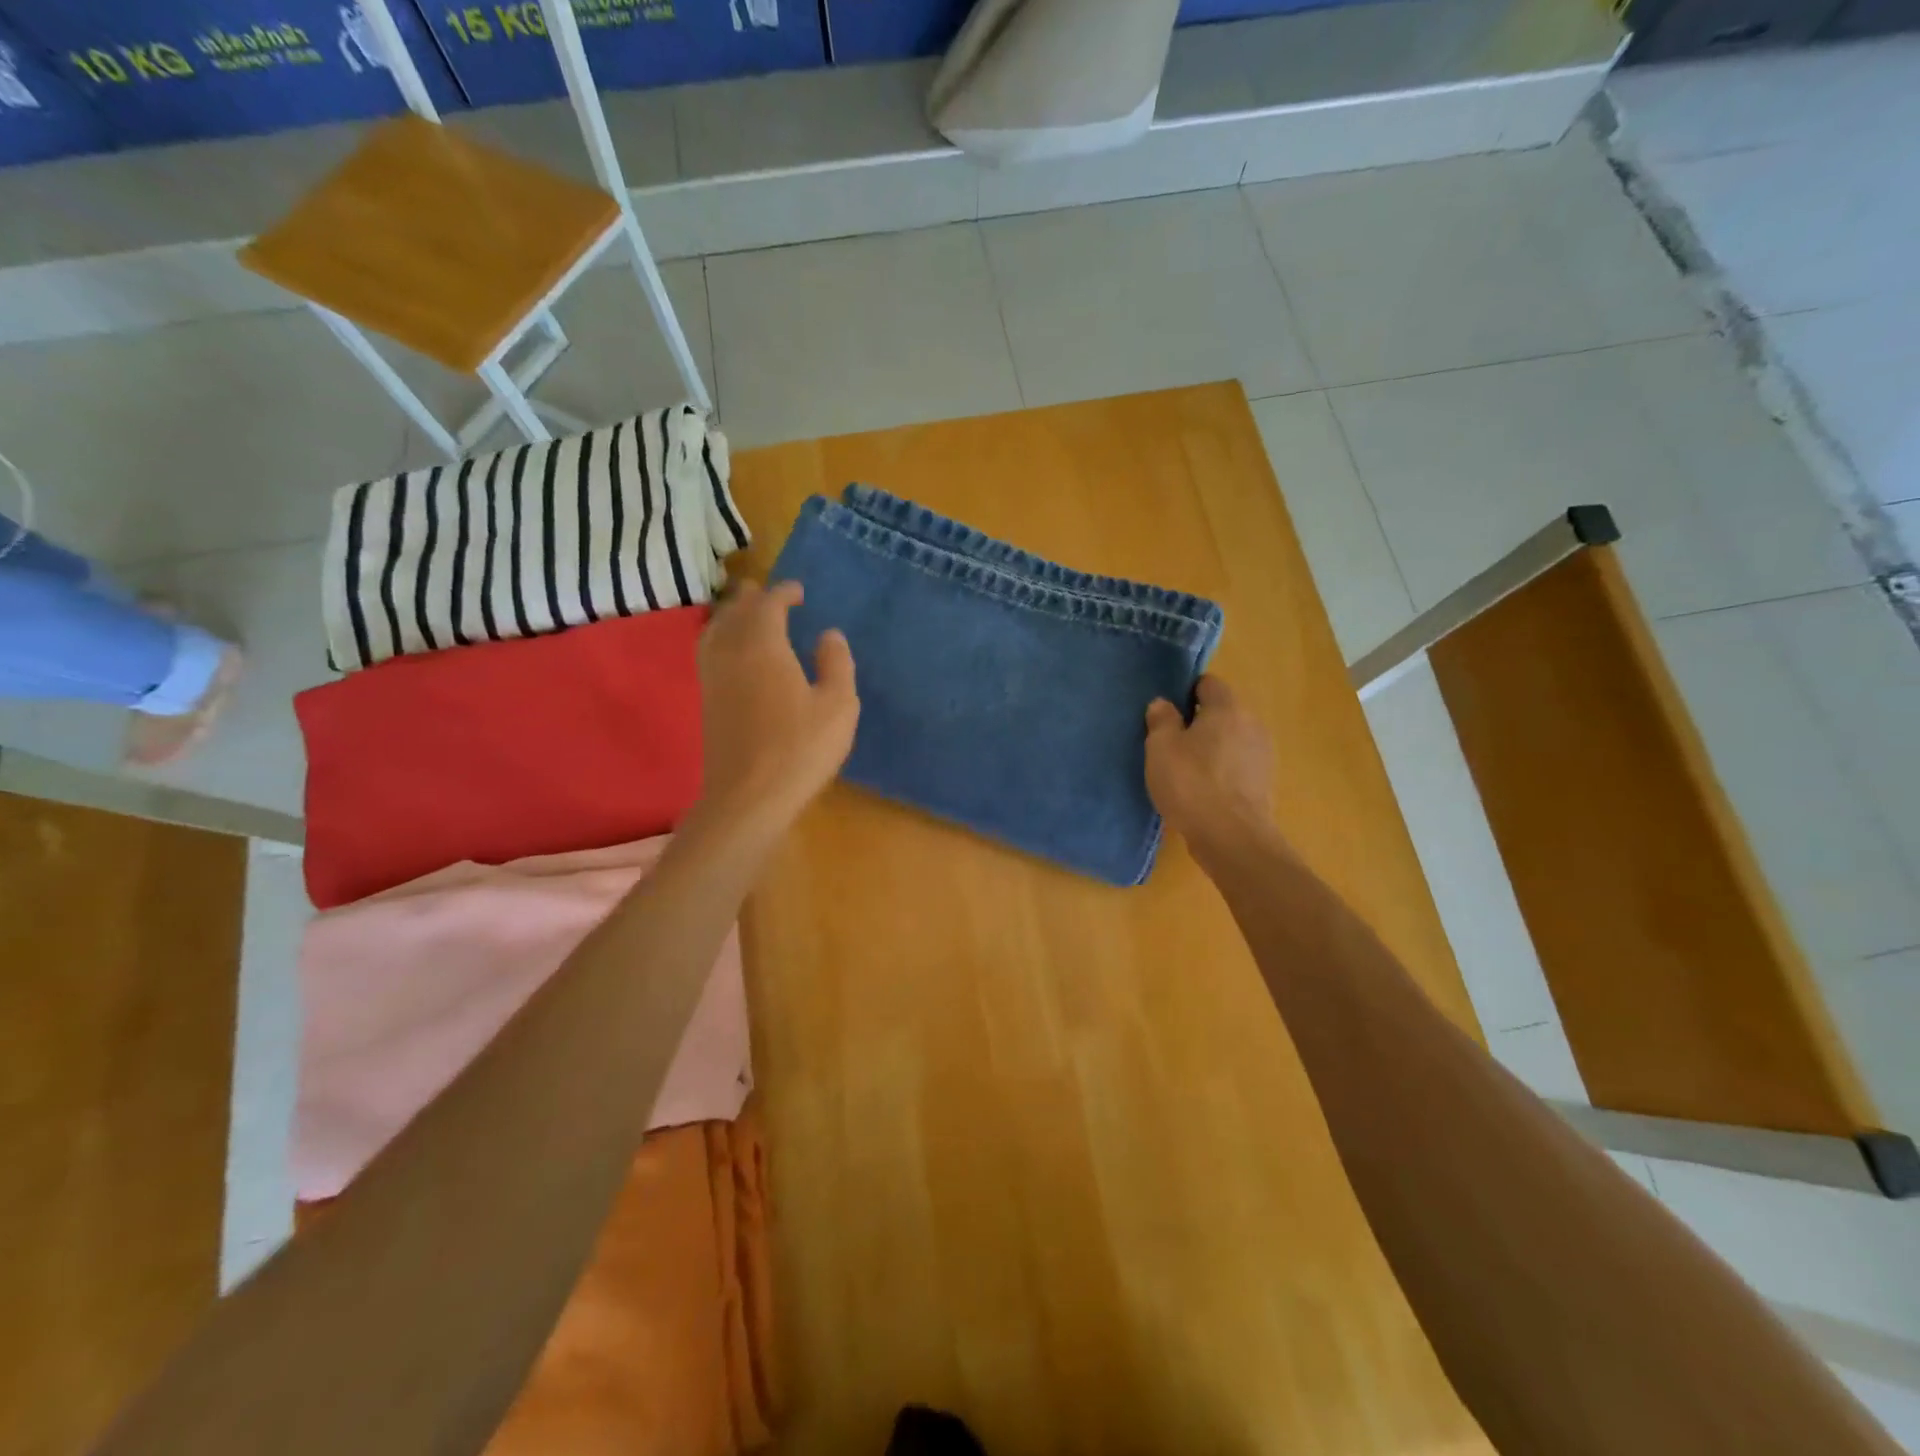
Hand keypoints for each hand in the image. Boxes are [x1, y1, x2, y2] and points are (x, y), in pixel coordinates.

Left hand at [696, 580, 858, 831]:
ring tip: (744, 613)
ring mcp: (713, 678)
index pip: (768, 605)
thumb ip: (837, 664)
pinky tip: (731, 652)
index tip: (798, 591)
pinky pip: (708, 652)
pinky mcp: (707, 701)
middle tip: (767, 592)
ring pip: (715, 630)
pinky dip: (719, 637)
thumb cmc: (800, 749)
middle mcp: (732, 653)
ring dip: (730, 615)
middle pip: (735, 612)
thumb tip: (829, 635)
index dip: (783, 592)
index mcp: (764, 646)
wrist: (748, 797)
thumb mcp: (838, 706)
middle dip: (751, 597)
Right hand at [1144, 676, 1273, 849]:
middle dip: (1199, 722)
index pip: (1208, 683)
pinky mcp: (1264, 783)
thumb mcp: (1160, 748)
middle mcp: (1252, 724)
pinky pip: (1238, 766)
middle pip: (1222, 712)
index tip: (1167, 711)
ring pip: (1231, 740)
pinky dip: (1222, 771)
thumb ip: (1161, 720)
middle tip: (1170, 742)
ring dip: (1211, 748)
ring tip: (1185, 769)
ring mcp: (1263, 755)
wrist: (1232, 838)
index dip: (1186, 692)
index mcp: (1227, 708)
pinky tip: (1203, 790)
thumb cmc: (1191, 784)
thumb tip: (1163, 704)